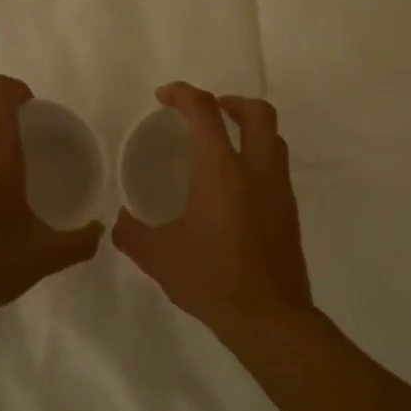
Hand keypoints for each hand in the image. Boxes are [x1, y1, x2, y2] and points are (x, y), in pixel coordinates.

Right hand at [112, 83, 312, 338]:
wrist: (269, 316)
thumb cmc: (211, 279)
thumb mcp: (159, 257)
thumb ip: (133, 234)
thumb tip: (120, 222)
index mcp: (221, 171)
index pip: (204, 112)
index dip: (183, 94)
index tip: (164, 96)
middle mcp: (256, 170)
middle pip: (256, 113)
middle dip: (231, 101)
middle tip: (208, 110)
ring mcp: (279, 189)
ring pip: (274, 138)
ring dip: (250, 127)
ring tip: (224, 142)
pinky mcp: (290, 210)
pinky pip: (276, 166)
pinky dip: (258, 156)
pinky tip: (236, 185)